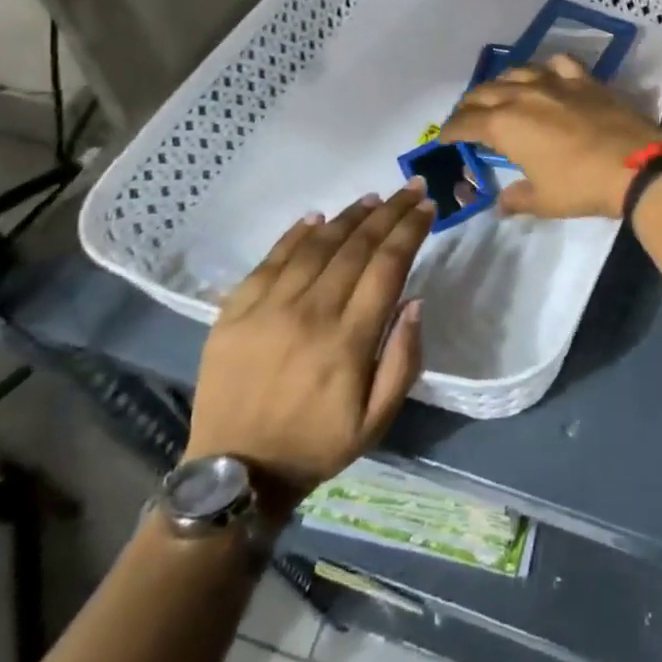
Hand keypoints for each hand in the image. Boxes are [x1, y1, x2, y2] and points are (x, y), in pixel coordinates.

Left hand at [185, 184, 433, 513]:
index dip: (410, 231)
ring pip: (317, 245)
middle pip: (357, 246)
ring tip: (373, 198)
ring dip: (349, 216)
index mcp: (348, 341)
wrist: (234, 474)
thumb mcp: (376, 421)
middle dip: (389, 212)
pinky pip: (270, 259)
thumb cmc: (315, 445)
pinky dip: (296, 233)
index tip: (427, 207)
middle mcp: (310, 313)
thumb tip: (415, 302)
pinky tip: (317, 217)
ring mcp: (268, 309)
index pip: (388, 266)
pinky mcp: (234, 311)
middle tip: (410, 187)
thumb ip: (402, 361)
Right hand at [439, 55, 661, 218]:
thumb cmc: (581, 185)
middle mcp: (523, 96)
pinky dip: (546, 68)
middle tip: (466, 117)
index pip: (466, 123)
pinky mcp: (583, 80)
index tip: (445, 137)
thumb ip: (517, 199)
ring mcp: (554, 83)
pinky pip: (558, 64)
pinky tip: (546, 75)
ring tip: (499, 93)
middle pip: (485, 92)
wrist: (634, 164)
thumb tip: (501, 205)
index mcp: (505, 125)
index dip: (451, 130)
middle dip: (470, 104)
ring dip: (501, 83)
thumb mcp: (544, 200)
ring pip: (517, 72)